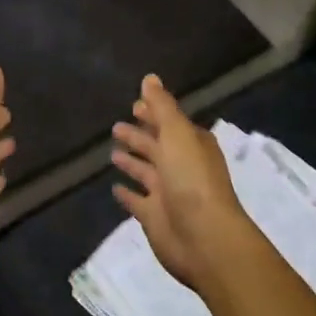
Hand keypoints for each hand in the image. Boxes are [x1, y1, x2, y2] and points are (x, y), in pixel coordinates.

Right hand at [111, 74, 265, 301]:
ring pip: (146, 172)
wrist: (203, 237)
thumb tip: (150, 77)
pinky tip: (114, 188)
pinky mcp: (154, 217)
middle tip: (116, 127)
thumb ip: (162, 106)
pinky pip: (137, 201)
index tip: (134, 105)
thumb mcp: (177, 134)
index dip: (153, 113)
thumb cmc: (192, 179)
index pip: (170, 123)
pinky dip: (127, 194)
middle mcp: (181, 166)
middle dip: (140, 136)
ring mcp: (168, 193)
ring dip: (132, 162)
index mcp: (192, 145)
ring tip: (112, 152)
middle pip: (157, 146)